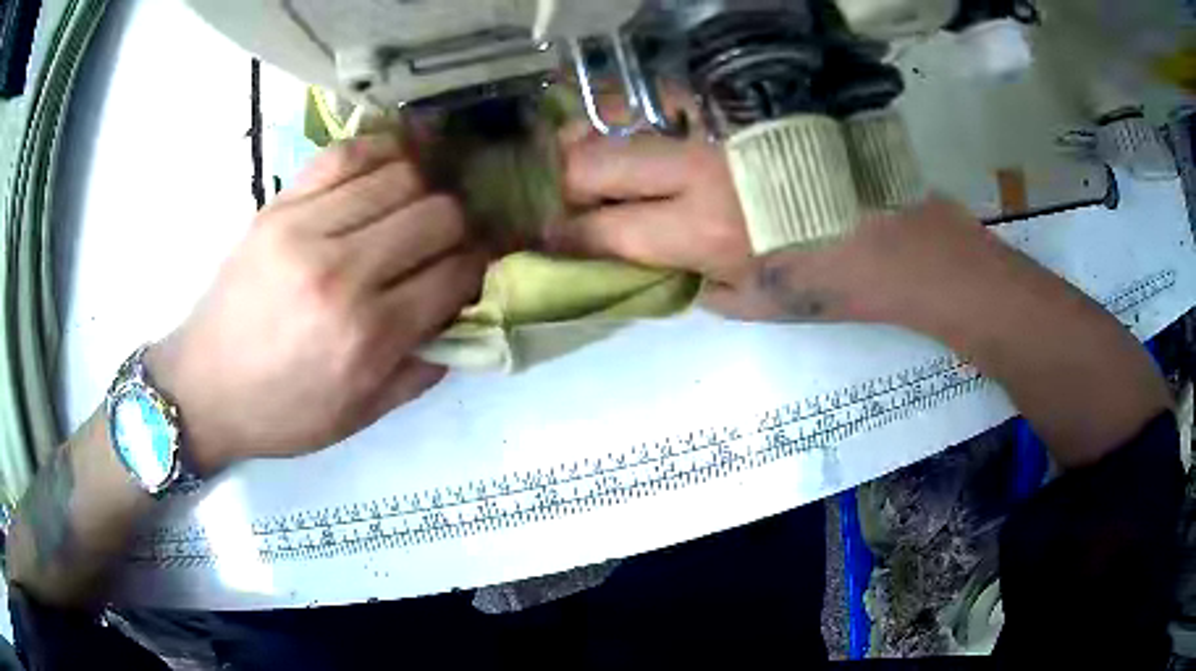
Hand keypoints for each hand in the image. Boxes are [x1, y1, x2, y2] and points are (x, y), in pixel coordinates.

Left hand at [148, 135, 485, 473]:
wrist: (203, 387)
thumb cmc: (282, 412)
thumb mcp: (360, 415)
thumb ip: (423, 369)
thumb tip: (465, 316)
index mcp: (367, 336)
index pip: (456, 273)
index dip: (479, 266)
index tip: (477, 268)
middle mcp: (341, 272)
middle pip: (438, 214)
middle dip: (460, 226)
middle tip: (450, 240)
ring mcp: (305, 228)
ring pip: (401, 175)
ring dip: (426, 188)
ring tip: (420, 205)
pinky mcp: (279, 205)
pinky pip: (347, 154)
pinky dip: (383, 152)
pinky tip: (393, 166)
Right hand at [550, 132, 997, 325]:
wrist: (904, 238)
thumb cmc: (834, 282)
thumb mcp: (753, 306)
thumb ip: (687, 281)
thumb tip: (642, 259)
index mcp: (703, 233)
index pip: (602, 232)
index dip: (563, 237)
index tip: (545, 237)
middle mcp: (702, 171)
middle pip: (595, 163)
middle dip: (563, 180)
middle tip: (561, 191)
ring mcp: (725, 126)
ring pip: (626, 114)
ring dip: (592, 134)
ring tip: (582, 149)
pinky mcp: (749, 102)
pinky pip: (675, 92)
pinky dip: (644, 106)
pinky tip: (641, 121)